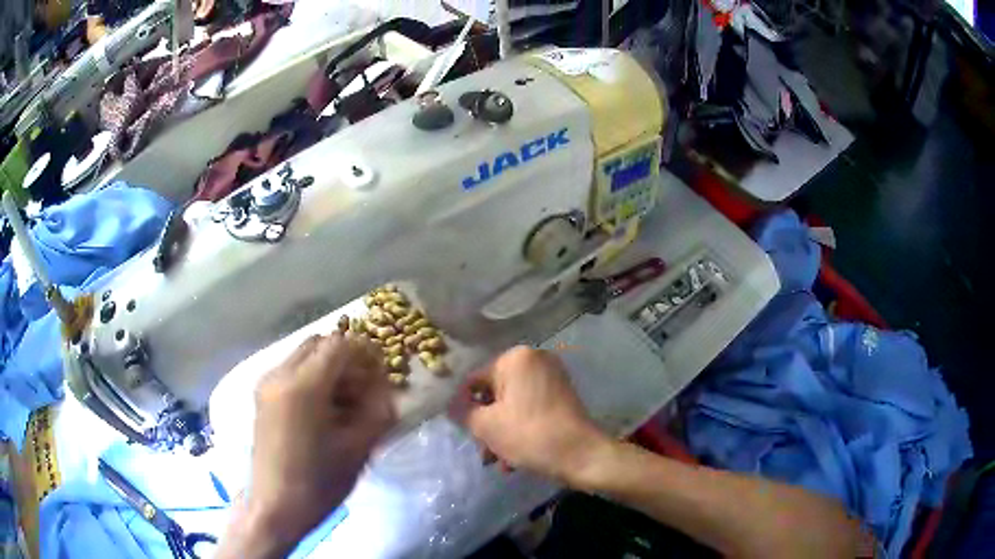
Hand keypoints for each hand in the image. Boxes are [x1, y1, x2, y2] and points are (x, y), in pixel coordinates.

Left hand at [245, 333, 395, 546]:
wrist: (275, 506)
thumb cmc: (319, 482)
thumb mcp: (358, 449)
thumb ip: (377, 412)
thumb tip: (386, 389)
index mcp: (303, 386)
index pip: (339, 345)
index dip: (365, 351)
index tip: (382, 372)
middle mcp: (280, 374)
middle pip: (318, 343)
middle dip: (346, 358)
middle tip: (365, 387)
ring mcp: (267, 384)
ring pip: (303, 355)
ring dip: (329, 367)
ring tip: (347, 401)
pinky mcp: (262, 396)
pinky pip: (291, 371)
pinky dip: (313, 378)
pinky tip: (325, 409)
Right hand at [462, 346, 609, 481]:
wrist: (582, 456)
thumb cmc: (529, 435)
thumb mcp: (486, 426)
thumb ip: (463, 412)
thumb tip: (451, 404)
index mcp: (516, 358)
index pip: (475, 381)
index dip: (465, 408)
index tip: (466, 433)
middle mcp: (535, 360)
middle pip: (495, 394)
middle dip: (487, 427)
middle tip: (484, 453)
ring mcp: (552, 378)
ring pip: (513, 406)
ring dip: (502, 434)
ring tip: (500, 463)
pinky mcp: (563, 396)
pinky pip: (531, 410)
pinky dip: (521, 430)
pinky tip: (515, 460)